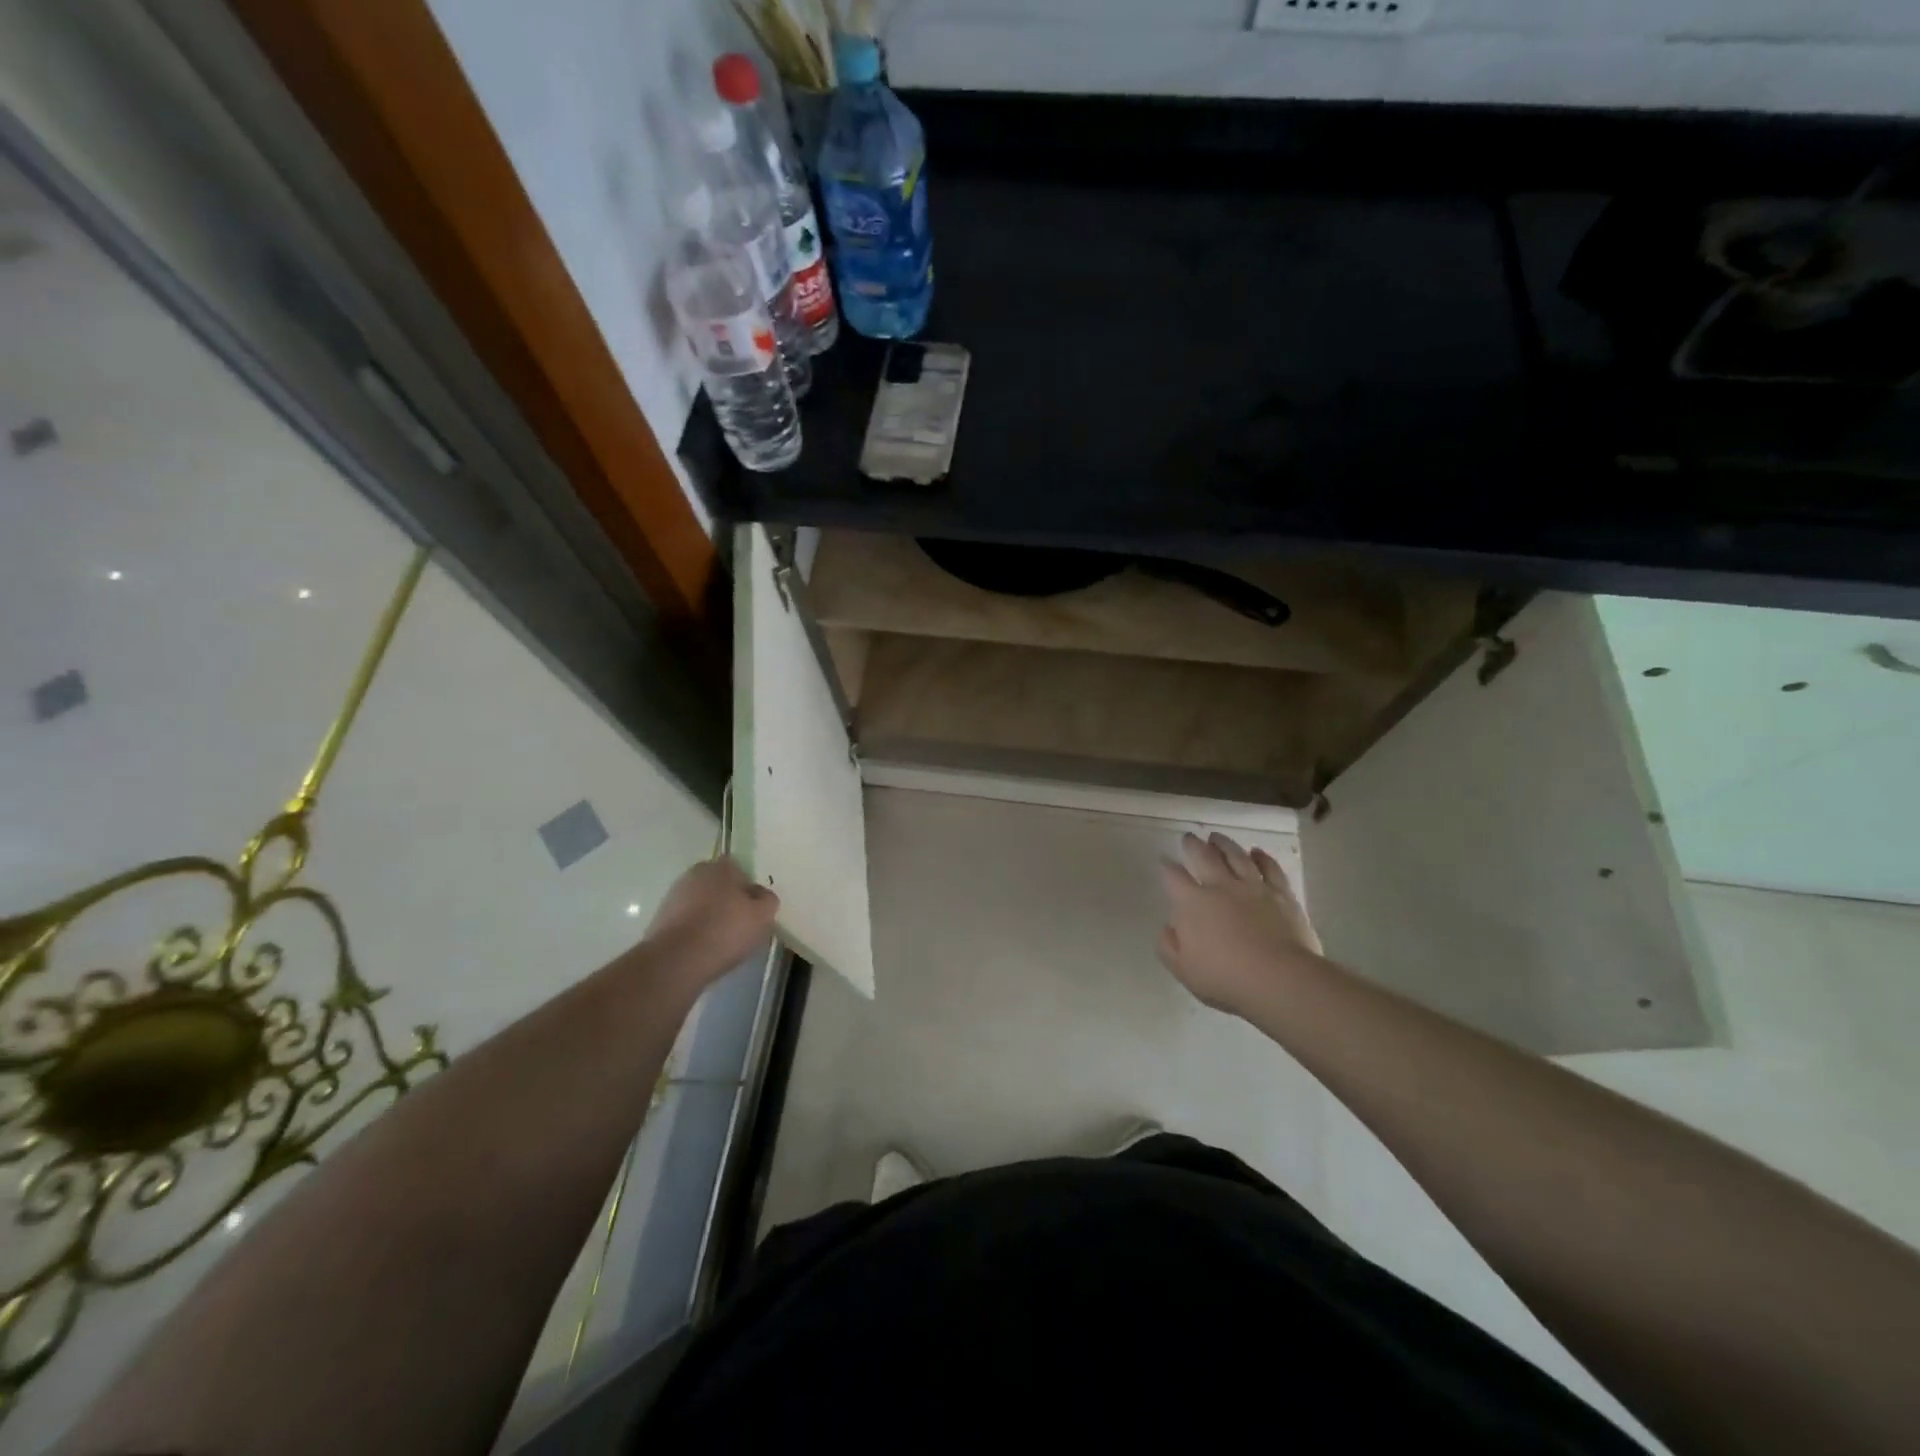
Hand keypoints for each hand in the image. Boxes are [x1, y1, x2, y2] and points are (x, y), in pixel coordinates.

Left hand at [641, 857, 779, 990]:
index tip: (754, 909)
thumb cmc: (725, 931)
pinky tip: (703, 948)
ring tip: (721, 941)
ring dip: (710, 915)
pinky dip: (695, 930)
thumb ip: (768, 900)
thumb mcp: (762, 916)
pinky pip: (686, 920)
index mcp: (721, 866)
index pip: (741, 869)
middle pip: (719, 884)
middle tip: (740, 924)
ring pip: (701, 902)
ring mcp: (674, 895)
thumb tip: (761, 895)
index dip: (749, 889)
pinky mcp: (660, 918)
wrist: (676, 960)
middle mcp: (695, 873)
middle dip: (728, 900)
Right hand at [1158, 832, 1323, 1015]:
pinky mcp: (1281, 894)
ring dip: (1224, 844)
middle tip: (1189, 837)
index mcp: (1191, 903)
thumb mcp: (1182, 969)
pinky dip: (1262, 858)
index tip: (1164, 861)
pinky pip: (1270, 868)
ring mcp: (1253, 887)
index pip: (1173, 876)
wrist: (1279, 979)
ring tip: (1216, 837)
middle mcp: (1220, 886)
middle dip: (1193, 845)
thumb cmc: (1225, 977)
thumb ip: (1168, 945)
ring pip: (1236, 856)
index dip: (1167, 867)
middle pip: (1203, 857)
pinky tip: (1257, 852)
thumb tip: (1169, 926)